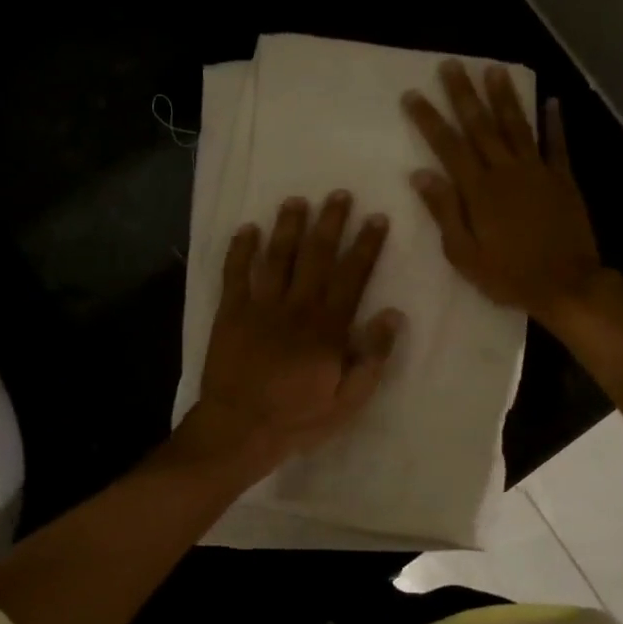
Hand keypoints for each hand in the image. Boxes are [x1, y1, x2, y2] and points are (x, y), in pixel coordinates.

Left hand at [179, 192, 402, 477]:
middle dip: (331, 222)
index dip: (367, 245)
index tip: (377, 218)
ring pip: (278, 257)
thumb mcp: (349, 400)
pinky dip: (240, 250)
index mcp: (328, 327)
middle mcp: (297, 306)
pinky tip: (247, 229)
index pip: (353, 276)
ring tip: (297, 200)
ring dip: (288, 226)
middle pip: (317, 256)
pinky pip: (235, 273)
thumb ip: (373, 357)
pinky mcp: (230, 312)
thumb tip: (392, 314)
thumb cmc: (298, 418)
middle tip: (339, 194)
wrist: (240, 429)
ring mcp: (261, 306)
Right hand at [403, 60, 605, 324]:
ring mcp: (538, 172)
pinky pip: (557, 145)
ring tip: (494, 69)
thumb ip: (444, 212)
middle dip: (463, 94)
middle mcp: (506, 171)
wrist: (566, 285)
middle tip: (451, 64)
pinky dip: (555, 122)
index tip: (413, 94)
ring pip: (517, 126)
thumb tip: (420, 175)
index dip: (429, 119)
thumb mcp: (464, 254)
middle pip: (481, 126)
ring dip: (504, 97)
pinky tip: (551, 100)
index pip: (448, 146)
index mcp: (479, 190)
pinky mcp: (563, 180)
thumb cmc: (509, 276)